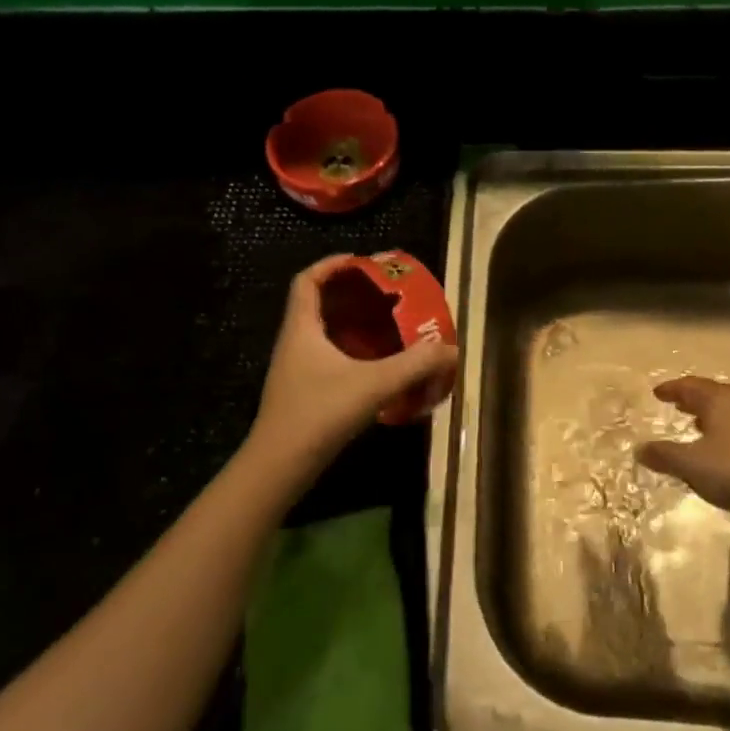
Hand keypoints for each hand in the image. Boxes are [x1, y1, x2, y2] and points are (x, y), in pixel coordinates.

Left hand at [246, 256, 458, 485]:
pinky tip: (375, 366)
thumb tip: (451, 350)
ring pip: (322, 333)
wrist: (278, 468)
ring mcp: (296, 370)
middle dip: (348, 294)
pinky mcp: (302, 393)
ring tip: (385, 325)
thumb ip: (414, 366)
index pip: (306, 281)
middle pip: (316, 304)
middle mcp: (294, 343)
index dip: (330, 265)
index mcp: (301, 329)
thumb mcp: (373, 385)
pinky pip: (327, 357)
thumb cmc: (318, 414)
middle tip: (383, 294)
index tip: (360, 262)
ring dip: (350, 324)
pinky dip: (349, 352)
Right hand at [637, 377, 729, 526]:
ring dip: (711, 416)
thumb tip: (639, 448)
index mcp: (718, 400)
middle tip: (677, 404)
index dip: (672, 389)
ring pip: (729, 411)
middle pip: (712, 395)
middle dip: (692, 399)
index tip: (657, 392)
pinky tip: (725, 451)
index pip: (689, 385)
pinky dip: (726, 432)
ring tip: (697, 426)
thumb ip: (664, 456)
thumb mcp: (692, 465)